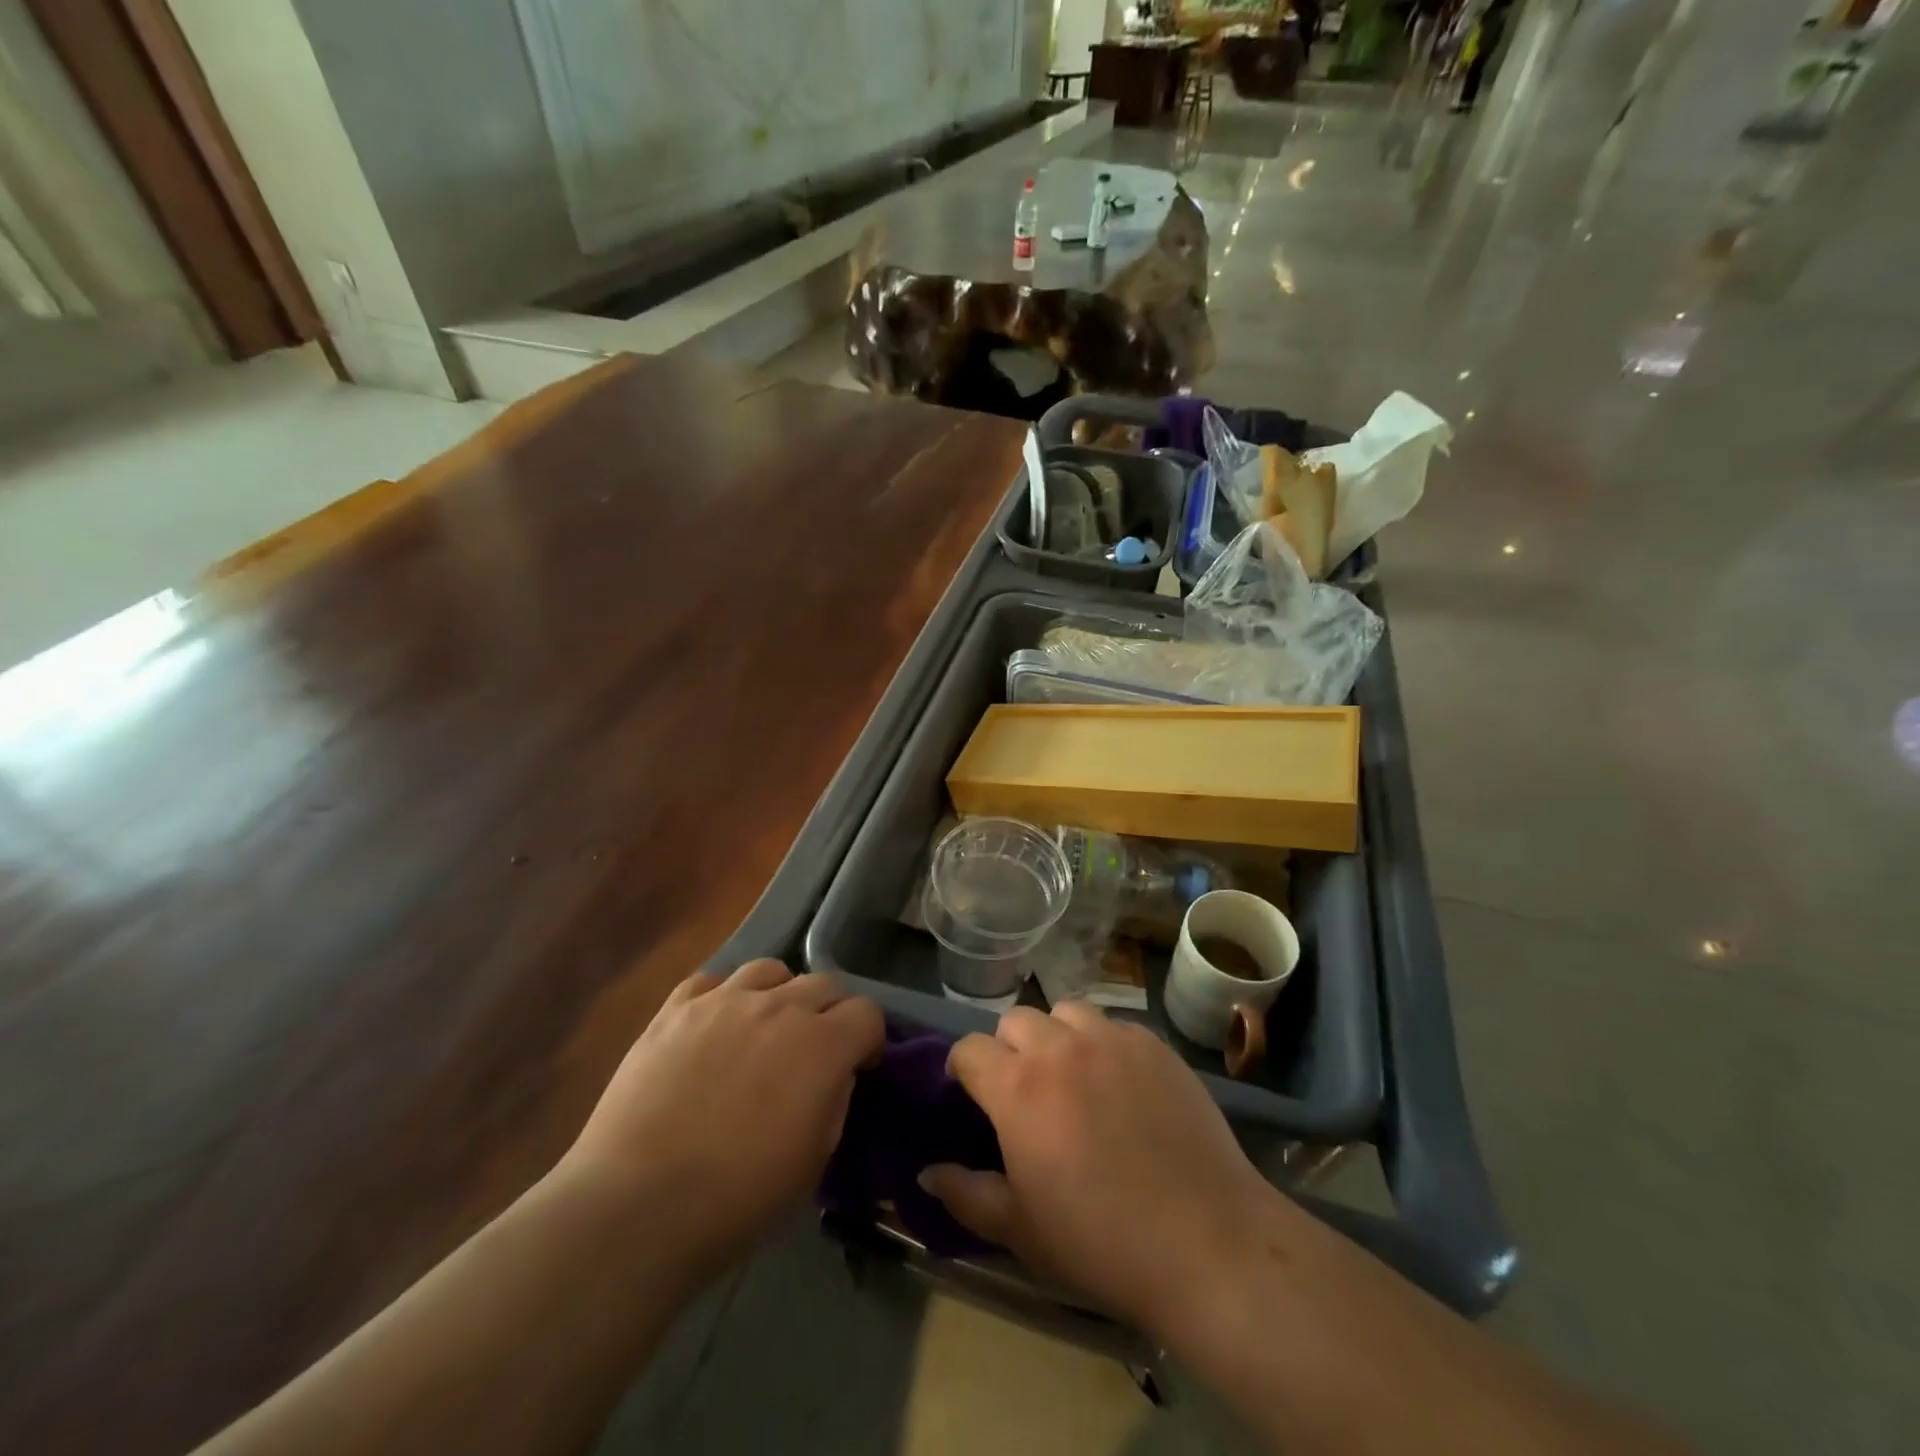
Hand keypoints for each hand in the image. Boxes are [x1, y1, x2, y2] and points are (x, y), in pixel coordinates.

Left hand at [560, 959, 882, 1276]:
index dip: (869, 1038)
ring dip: (780, 995)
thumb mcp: (813, 1162)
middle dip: (831, 1013)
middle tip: (815, 1050)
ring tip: (765, 1029)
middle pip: (824, 983)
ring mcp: (723, 1002)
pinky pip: (712, 981)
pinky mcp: (675, 1009)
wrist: (636, 1207)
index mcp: (821, 1045)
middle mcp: (778, 1007)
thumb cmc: (737, 1199)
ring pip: (769, 971)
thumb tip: (834, 1075)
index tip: (860, 1065)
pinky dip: (723, 997)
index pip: (867, 1012)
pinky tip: (714, 1028)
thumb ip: (834, 1102)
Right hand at [919, 1002, 1291, 1340]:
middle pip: (1016, 1019)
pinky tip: (1121, 1085)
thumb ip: (965, 1193)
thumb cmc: (1100, 1241)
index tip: (969, 1094)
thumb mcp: (1020, 1229)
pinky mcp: (1154, 1044)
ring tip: (1073, 1076)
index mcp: (1018, 1086)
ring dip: (1057, 1036)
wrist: (1207, 1241)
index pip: (969, 1048)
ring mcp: (1112, 1038)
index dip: (962, 1068)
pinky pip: (1114, 1026)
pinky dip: (1104, 1044)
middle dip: (1009, 1048)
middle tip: (1025, 1091)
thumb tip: (926, 1172)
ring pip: (1066, 1011)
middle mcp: (1061, 1046)